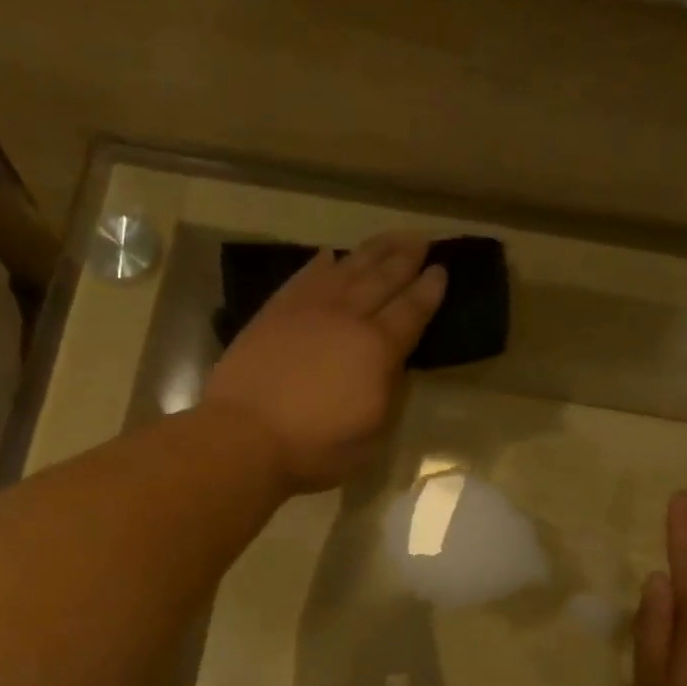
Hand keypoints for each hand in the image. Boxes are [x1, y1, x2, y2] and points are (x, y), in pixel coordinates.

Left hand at [202, 232, 446, 493]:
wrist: (245, 436)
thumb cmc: (314, 447)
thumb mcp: (371, 434)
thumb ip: (388, 393)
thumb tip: (394, 365)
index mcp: (377, 349)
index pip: (411, 311)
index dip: (429, 291)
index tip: (442, 270)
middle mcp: (347, 317)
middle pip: (382, 279)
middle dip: (405, 259)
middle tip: (422, 240)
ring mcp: (307, 309)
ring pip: (347, 269)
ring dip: (372, 251)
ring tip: (390, 238)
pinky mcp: (274, 312)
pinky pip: (304, 277)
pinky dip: (321, 264)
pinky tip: (329, 256)